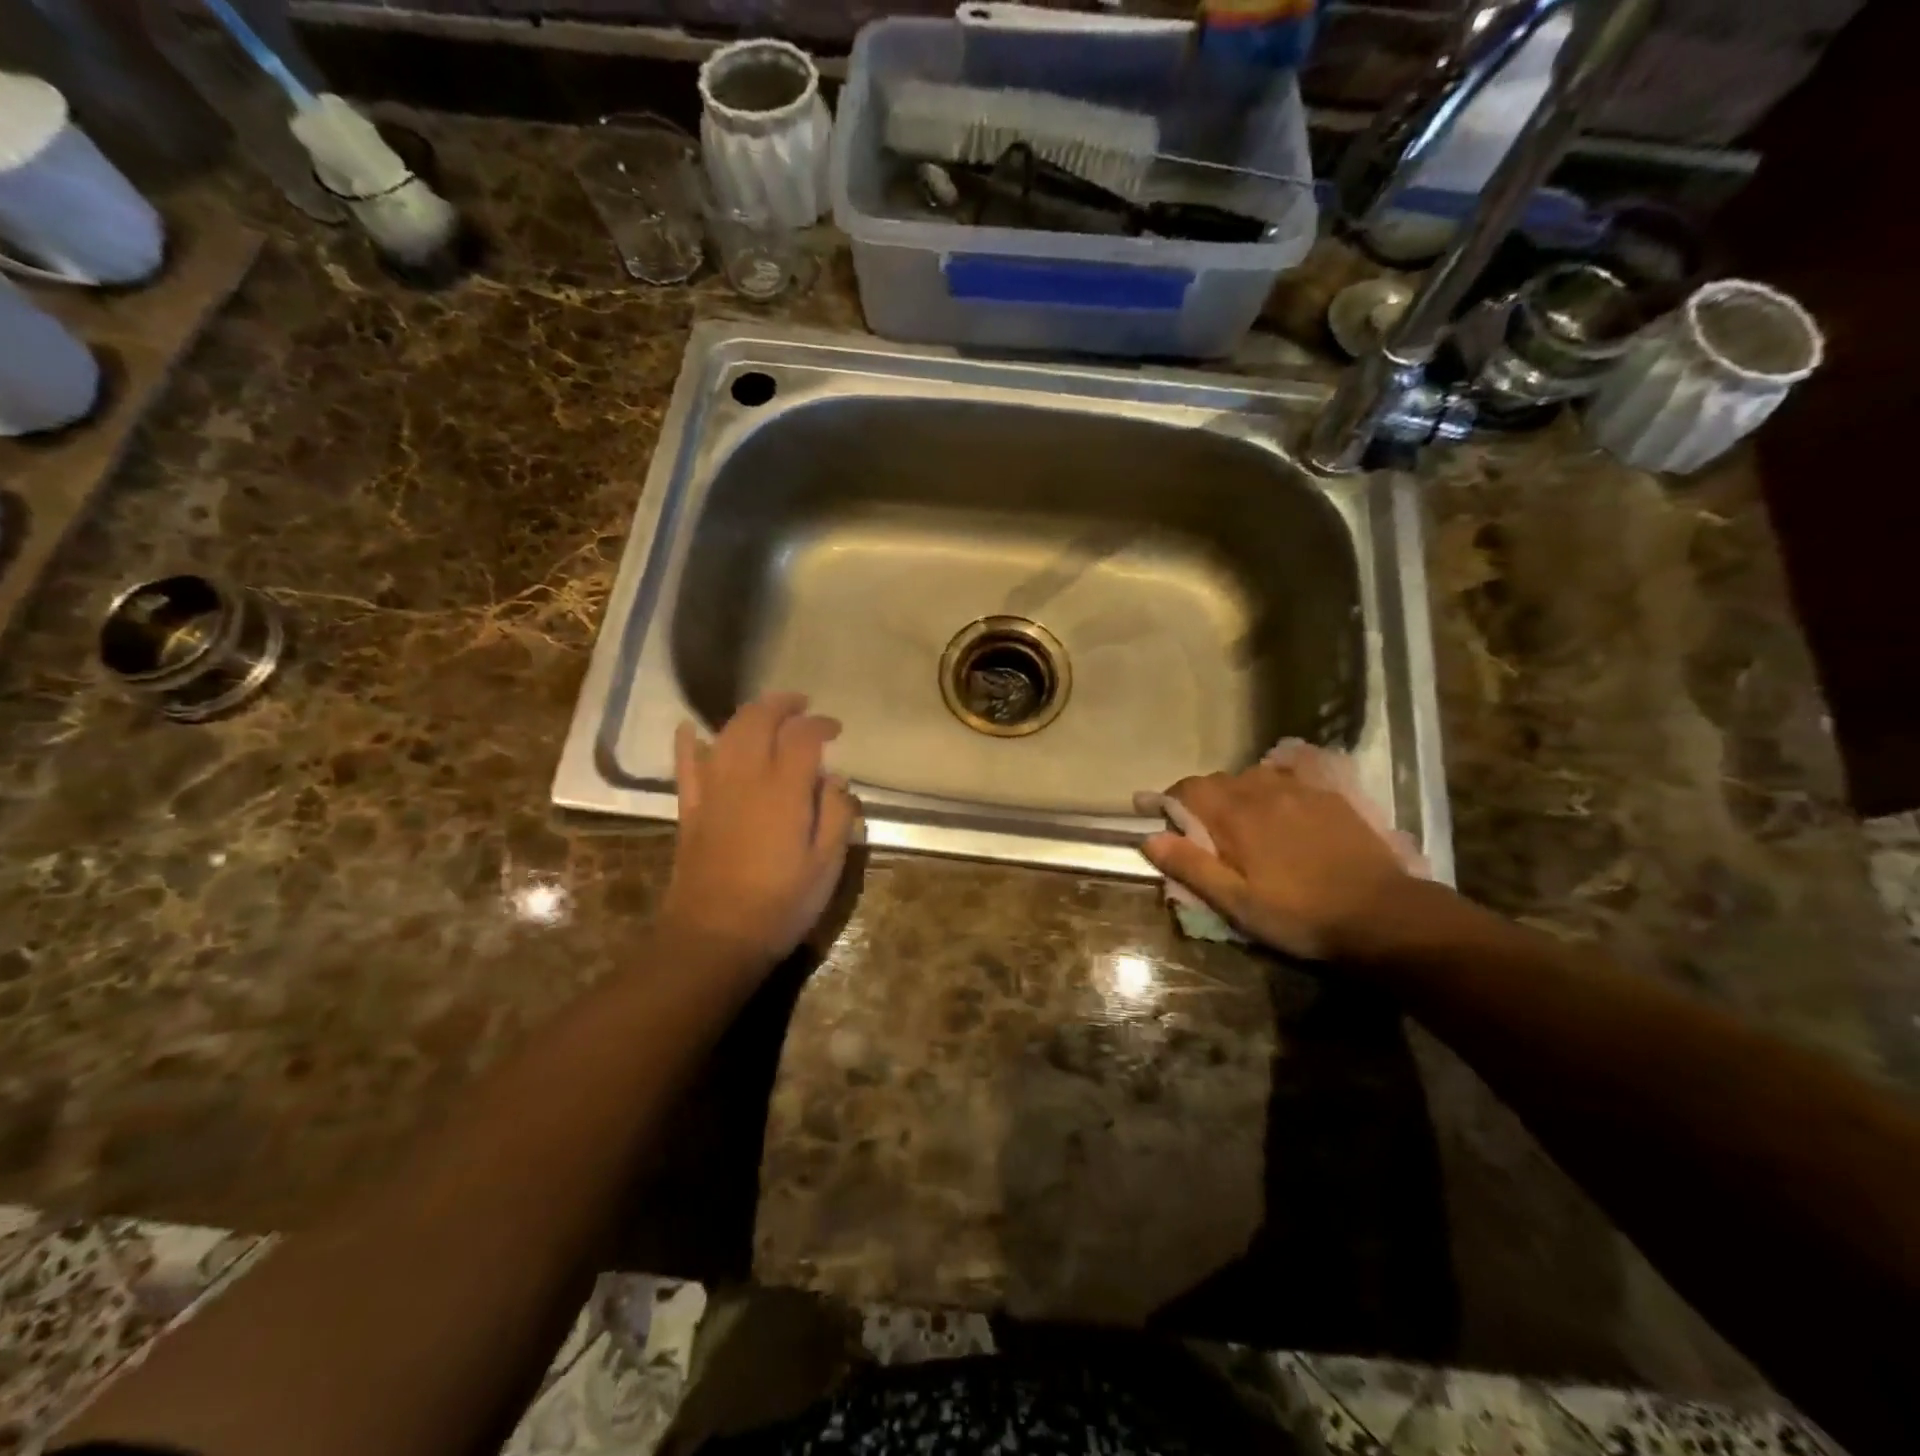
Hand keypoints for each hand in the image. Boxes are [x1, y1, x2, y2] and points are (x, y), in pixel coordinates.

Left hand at [660, 691, 861, 969]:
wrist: (715, 938)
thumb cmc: (781, 905)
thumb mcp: (827, 865)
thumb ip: (837, 814)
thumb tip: (834, 780)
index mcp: (785, 790)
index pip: (803, 737)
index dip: (820, 725)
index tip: (835, 729)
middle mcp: (746, 778)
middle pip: (759, 721)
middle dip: (782, 705)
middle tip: (801, 706)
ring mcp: (712, 791)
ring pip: (725, 734)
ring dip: (747, 715)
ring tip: (766, 713)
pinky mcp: (690, 809)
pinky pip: (685, 764)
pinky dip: (688, 742)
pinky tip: (690, 729)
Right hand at [1142, 750, 1417, 959]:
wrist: (1384, 915)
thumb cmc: (1300, 915)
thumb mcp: (1237, 903)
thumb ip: (1191, 866)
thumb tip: (1149, 838)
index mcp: (1236, 815)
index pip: (1188, 790)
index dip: (1166, 799)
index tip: (1151, 812)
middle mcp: (1264, 790)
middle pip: (1219, 782)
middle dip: (1200, 800)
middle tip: (1198, 831)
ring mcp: (1301, 790)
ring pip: (1253, 778)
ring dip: (1236, 794)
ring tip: (1238, 822)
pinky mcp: (1330, 796)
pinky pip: (1288, 778)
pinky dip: (1271, 788)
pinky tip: (1279, 809)